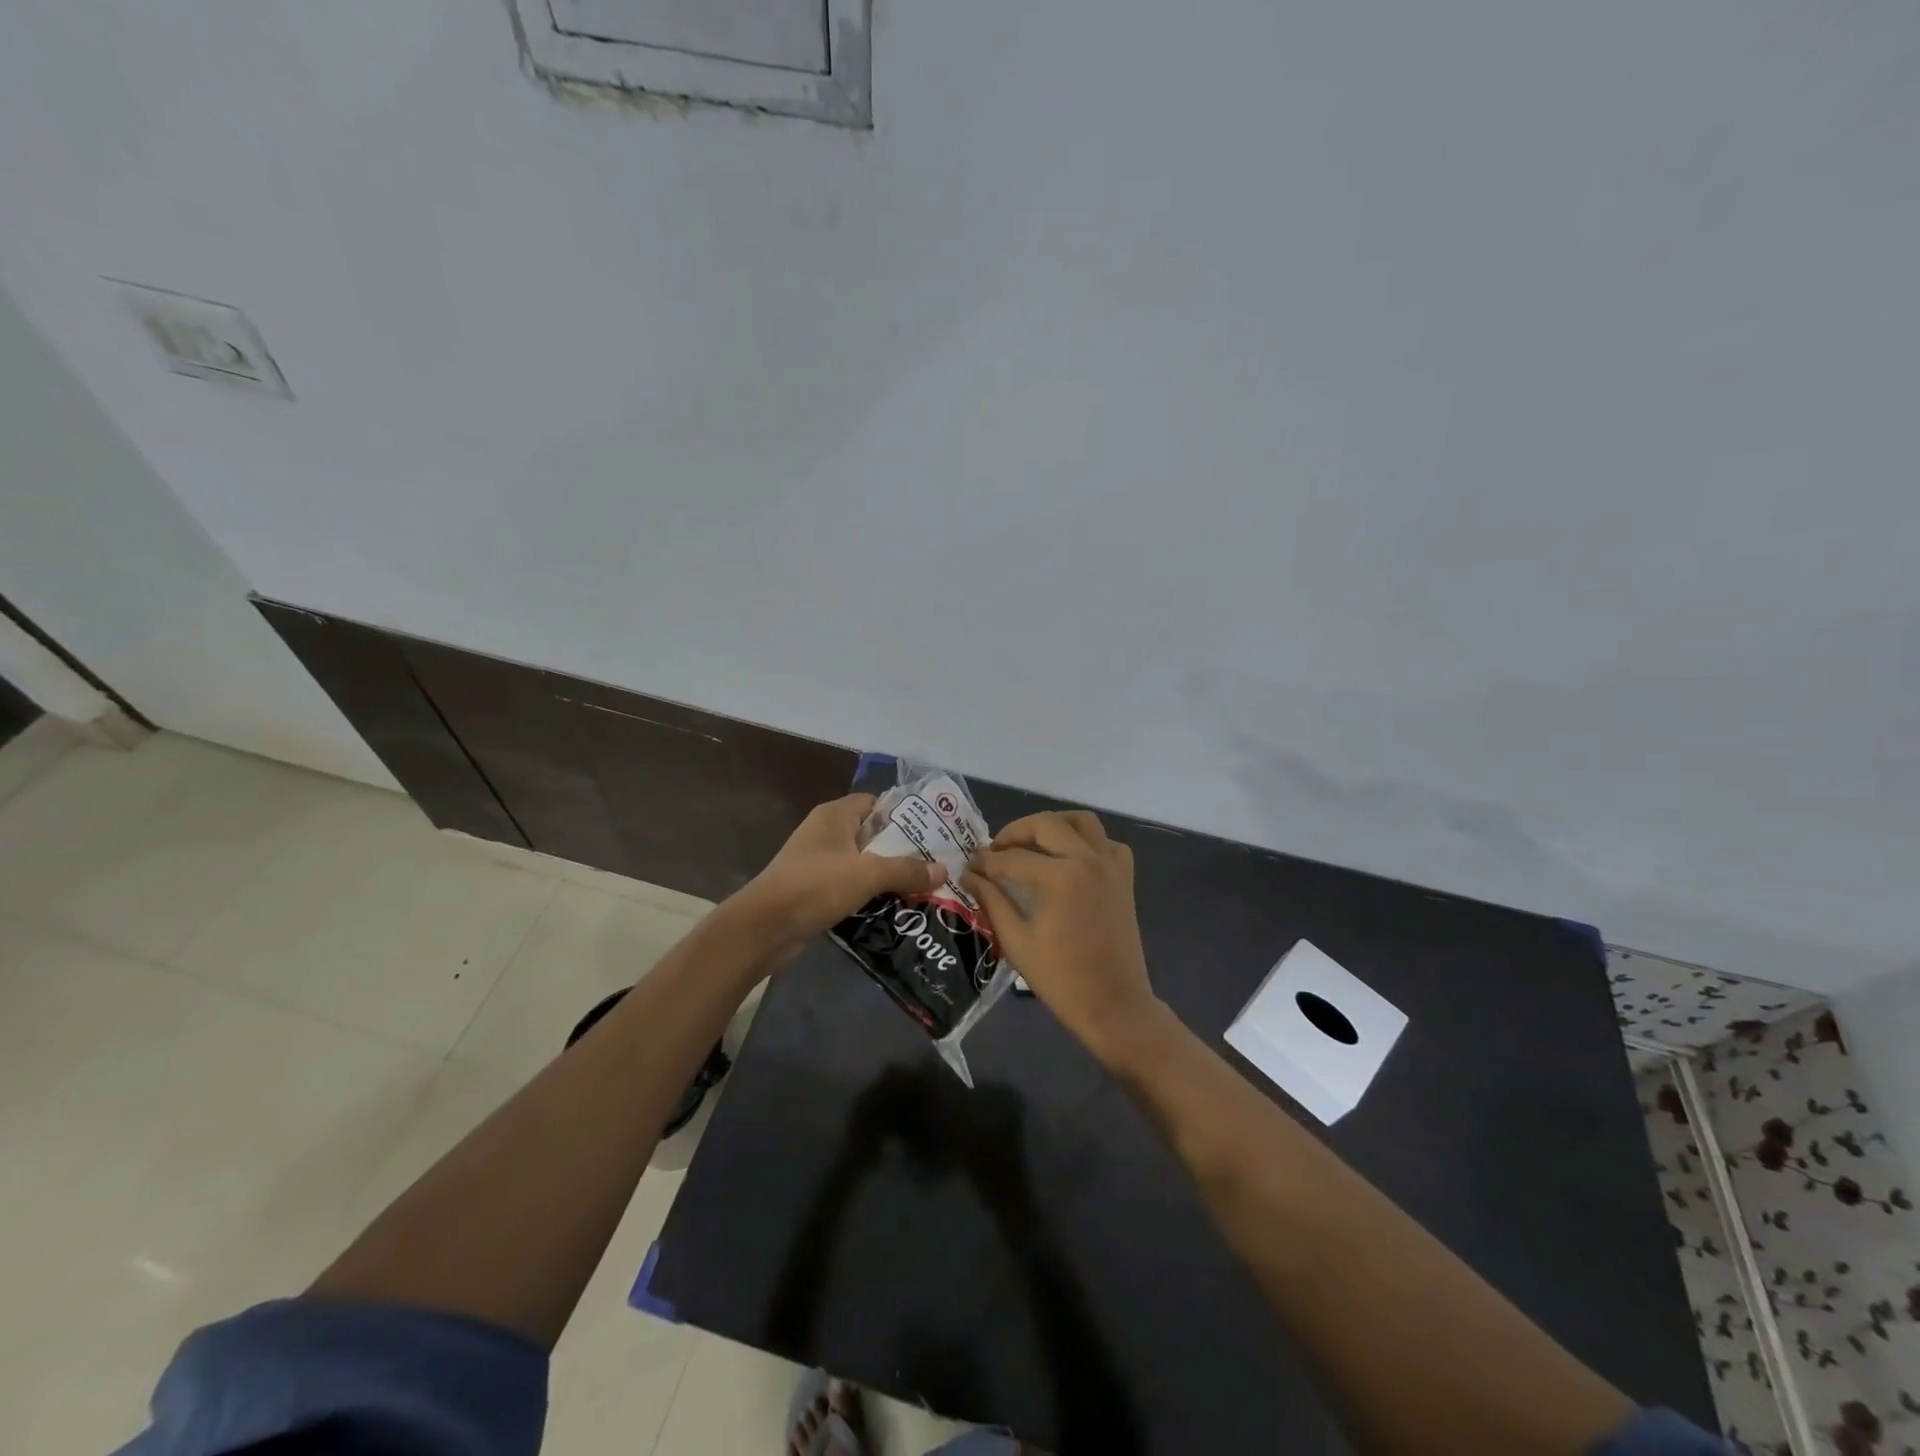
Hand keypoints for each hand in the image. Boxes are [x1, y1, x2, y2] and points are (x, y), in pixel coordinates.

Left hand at [731, 794, 944, 959]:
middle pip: (872, 835)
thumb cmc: (815, 885)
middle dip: (902, 850)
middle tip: (936, 863)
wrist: (764, 928)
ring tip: (924, 887)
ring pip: (863, 863)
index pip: (876, 803)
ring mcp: (818, 863)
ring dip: (888, 876)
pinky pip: (851, 887)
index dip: (904, 814)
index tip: (933, 831)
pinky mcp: (815, 891)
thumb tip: (943, 870)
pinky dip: (871, 895)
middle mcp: (826, 834)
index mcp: (834, 816)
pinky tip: (897, 908)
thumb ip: (906, 870)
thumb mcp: (867, 874)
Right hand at [961, 811, 1160, 1055]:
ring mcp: (1111, 865)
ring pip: (1081, 821)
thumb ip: (992, 900)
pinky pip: (1106, 841)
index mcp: (1060, 876)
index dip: (986, 861)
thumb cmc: (1061, 979)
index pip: (1013, 858)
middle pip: (1046, 824)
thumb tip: (970, 875)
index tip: (969, 866)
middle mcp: (1088, 859)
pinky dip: (1087, 841)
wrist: (1113, 1005)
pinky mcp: (1125, 877)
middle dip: (1015, 832)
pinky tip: (1070, 859)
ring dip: (1053, 825)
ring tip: (1032, 844)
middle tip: (996, 851)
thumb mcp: (1017, 940)